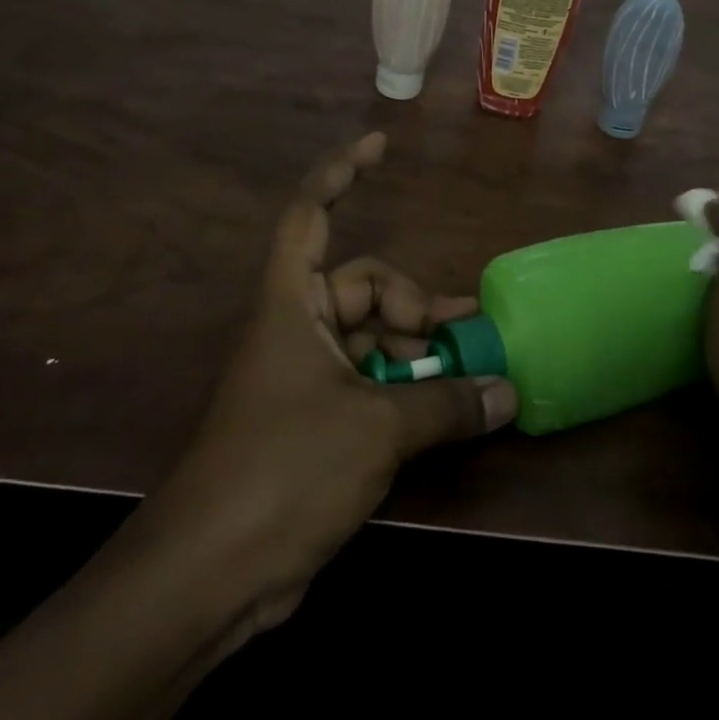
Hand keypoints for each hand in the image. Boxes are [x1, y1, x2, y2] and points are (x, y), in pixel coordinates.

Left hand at [135, 133, 516, 635]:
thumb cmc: (285, 471)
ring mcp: (304, 374)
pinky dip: (405, 387)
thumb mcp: (376, 429)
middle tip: (464, 333)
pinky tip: (445, 411)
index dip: (341, 171)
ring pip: (372, 336)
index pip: (310, 214)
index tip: (380, 144)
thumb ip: (446, 404)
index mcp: (292, 303)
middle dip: (413, 304)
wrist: (210, 575)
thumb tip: (508, 391)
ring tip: (466, 374)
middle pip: (363, 285)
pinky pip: (369, 379)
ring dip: (417, 350)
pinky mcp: (314, 418)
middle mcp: (297, 326)